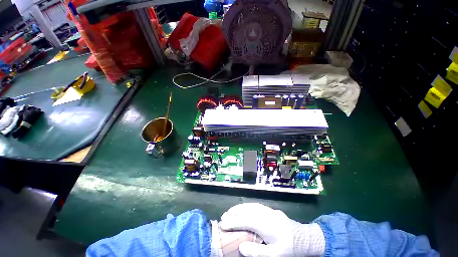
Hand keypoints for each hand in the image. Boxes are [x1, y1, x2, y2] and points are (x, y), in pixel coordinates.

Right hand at [220, 203, 324, 256]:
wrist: (303, 237)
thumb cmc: (288, 247)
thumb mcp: (274, 255)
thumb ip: (257, 251)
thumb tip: (241, 247)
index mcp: (266, 225)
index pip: (245, 221)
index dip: (233, 222)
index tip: (223, 224)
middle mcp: (265, 214)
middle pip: (246, 210)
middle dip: (233, 213)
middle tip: (223, 217)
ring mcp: (267, 210)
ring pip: (249, 206)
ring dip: (239, 208)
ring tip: (230, 212)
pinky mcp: (269, 209)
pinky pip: (254, 205)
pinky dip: (245, 206)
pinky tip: (242, 209)